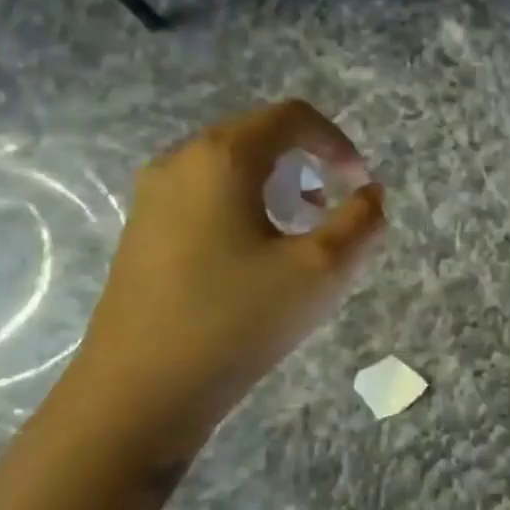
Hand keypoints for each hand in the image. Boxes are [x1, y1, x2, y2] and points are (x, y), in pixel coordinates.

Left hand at [60, 100, 384, 467]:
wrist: (139, 392)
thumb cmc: (237, 321)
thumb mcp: (321, 270)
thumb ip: (361, 222)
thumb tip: (370, 195)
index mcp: (222, 157)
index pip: (292, 117)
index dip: (338, 143)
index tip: (361, 186)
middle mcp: (179, 161)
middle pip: (259, 137)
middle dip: (308, 166)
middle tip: (333, 212)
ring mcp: (152, 197)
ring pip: (231, 169)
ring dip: (277, 188)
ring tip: (300, 235)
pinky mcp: (142, 231)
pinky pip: (205, 197)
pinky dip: (244, 208)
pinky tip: (255, 259)